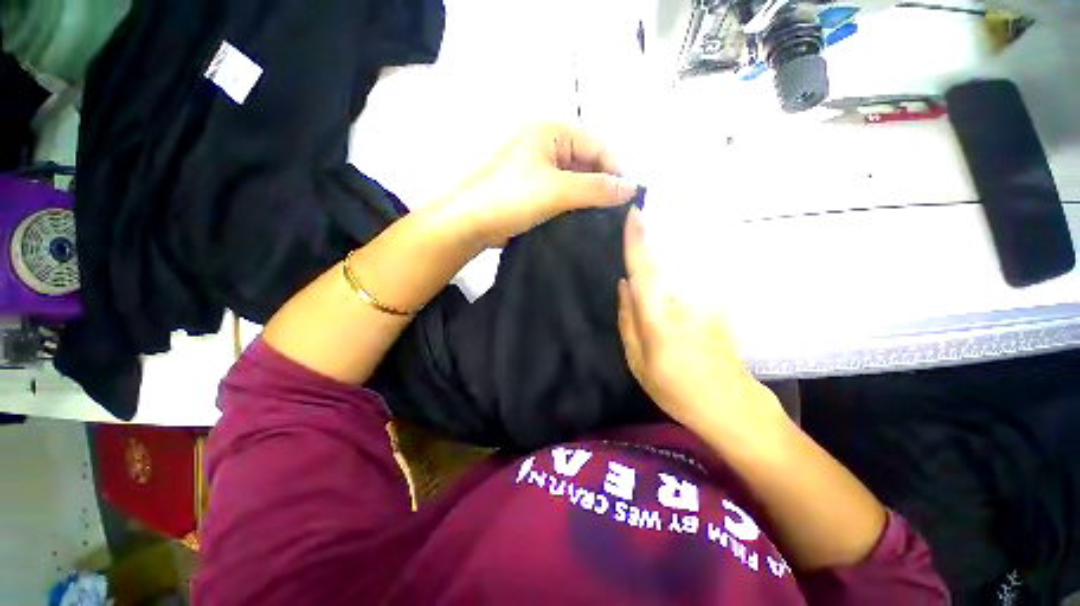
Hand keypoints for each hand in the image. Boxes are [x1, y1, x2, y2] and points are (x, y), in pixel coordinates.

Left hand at [445, 123, 638, 247]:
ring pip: (576, 181)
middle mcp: (547, 145)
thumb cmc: (511, 197)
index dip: (617, 170)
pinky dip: (576, 207)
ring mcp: (539, 169)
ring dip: (590, 199)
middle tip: (620, 213)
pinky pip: (564, 195)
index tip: (631, 198)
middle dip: (604, 186)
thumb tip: (632, 189)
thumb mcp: (558, 190)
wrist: (470, 223)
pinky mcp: (534, 191)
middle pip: (588, 163)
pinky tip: (586, 222)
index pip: (598, 146)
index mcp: (552, 131)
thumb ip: (597, 188)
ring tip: (607, 221)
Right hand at [616, 208, 786, 436]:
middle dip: (653, 248)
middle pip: (663, 267)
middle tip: (644, 246)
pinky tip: (685, 300)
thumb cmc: (676, 389)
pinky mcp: (720, 308)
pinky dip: (686, 283)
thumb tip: (624, 285)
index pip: (644, 271)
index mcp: (657, 319)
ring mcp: (705, 305)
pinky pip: (695, 287)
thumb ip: (627, 320)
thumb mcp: (638, 362)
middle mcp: (682, 304)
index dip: (638, 241)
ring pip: (680, 276)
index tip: (636, 214)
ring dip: (670, 267)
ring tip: (663, 279)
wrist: (731, 406)